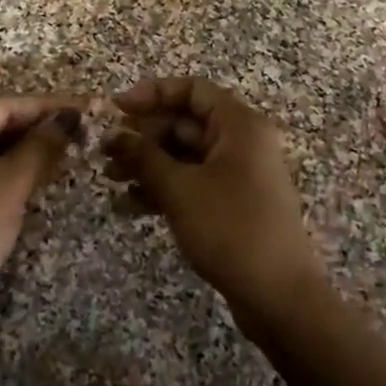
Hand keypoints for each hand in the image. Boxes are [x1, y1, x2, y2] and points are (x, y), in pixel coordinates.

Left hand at [0, 94, 82, 312]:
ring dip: (27, 147)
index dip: (45, 106)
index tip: (83, 108)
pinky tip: (41, 170)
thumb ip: (40, 147)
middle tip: (79, 130)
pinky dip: (12, 167)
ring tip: (68, 147)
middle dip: (37, 126)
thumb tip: (68, 118)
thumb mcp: (9, 187)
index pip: (2, 106)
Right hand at [104, 77, 325, 324]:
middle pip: (185, 123)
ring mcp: (239, 175)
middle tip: (107, 153)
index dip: (152, 93)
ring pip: (185, 156)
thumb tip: (112, 134)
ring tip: (111, 181)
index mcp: (239, 125)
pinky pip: (193, 183)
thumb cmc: (230, 229)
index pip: (192, 90)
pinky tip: (130, 207)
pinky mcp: (233, 204)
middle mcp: (242, 142)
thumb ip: (143, 156)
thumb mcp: (179, 189)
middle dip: (143, 136)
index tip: (116, 110)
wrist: (278, 296)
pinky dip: (164, 189)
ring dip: (148, 165)